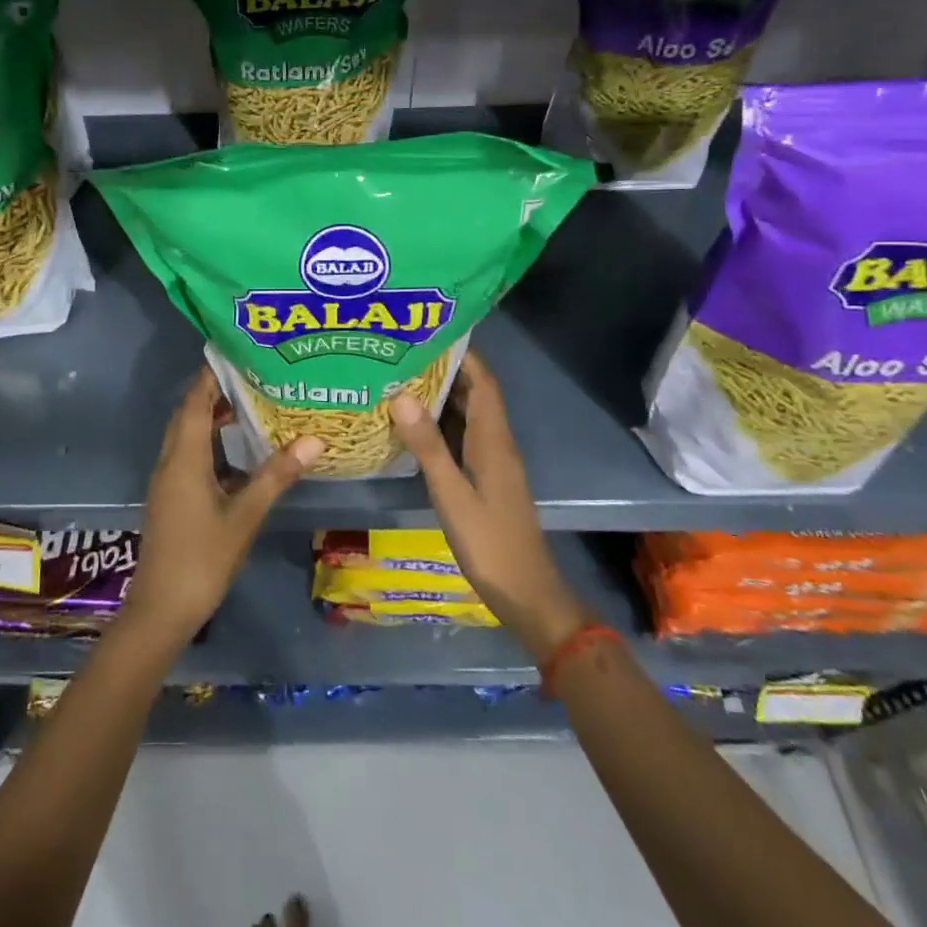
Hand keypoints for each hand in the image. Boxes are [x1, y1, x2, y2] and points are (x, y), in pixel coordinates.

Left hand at [122, 368, 321, 645]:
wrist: (162, 609)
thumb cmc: (203, 559)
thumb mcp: (245, 516)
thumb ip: (277, 475)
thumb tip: (314, 439)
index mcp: (184, 457)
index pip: (195, 401)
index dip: (212, 374)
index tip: (238, 352)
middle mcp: (170, 461)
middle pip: (189, 413)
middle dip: (215, 391)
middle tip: (254, 374)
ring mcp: (168, 480)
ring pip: (187, 435)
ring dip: (212, 417)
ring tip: (251, 404)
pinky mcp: (171, 497)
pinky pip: (189, 455)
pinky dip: (210, 443)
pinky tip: (238, 452)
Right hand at [388, 351, 593, 658]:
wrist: (525, 592)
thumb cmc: (489, 542)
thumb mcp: (451, 494)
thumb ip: (428, 446)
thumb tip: (401, 395)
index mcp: (493, 439)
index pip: (482, 382)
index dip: (463, 354)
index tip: (430, 333)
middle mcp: (496, 442)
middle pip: (473, 394)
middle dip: (444, 371)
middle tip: (402, 355)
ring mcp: (492, 461)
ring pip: (466, 417)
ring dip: (440, 398)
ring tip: (401, 380)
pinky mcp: (485, 478)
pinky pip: (462, 438)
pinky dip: (440, 426)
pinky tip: (412, 427)